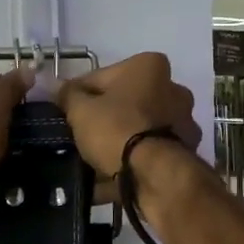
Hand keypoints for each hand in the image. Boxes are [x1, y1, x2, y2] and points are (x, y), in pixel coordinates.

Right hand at [53, 52, 200, 185]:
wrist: (154, 175)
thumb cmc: (116, 129)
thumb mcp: (80, 110)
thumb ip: (68, 95)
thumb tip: (58, 86)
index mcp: (149, 66)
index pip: (101, 76)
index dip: (79, 94)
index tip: (65, 111)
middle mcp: (173, 88)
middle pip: (126, 101)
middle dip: (105, 116)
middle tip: (80, 134)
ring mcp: (183, 121)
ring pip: (139, 127)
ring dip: (119, 140)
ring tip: (93, 159)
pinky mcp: (186, 151)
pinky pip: (149, 152)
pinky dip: (133, 161)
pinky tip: (110, 177)